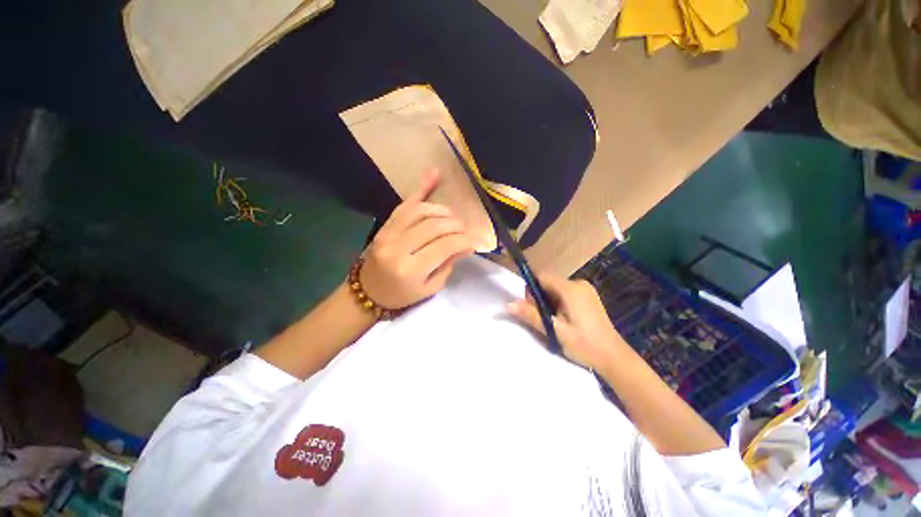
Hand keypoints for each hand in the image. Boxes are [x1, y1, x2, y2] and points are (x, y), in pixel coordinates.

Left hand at [360, 169, 475, 309]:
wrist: (368, 291)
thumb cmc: (402, 295)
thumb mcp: (430, 288)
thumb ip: (448, 264)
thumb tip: (467, 244)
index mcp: (411, 270)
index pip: (446, 246)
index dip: (465, 240)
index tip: (476, 240)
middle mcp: (398, 248)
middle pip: (435, 225)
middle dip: (457, 225)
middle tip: (466, 229)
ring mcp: (388, 233)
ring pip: (422, 210)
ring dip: (444, 210)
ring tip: (454, 218)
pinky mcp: (384, 225)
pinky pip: (405, 204)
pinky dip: (422, 189)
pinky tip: (434, 174)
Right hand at [508, 274, 630, 370]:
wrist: (614, 358)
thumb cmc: (584, 344)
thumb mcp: (554, 330)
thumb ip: (531, 315)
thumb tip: (509, 304)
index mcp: (571, 289)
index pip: (542, 276)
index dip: (531, 288)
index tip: (530, 306)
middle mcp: (578, 284)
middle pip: (548, 282)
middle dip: (540, 297)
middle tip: (542, 318)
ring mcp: (585, 290)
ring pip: (556, 288)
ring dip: (549, 301)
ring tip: (553, 321)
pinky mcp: (588, 297)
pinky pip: (565, 293)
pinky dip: (558, 303)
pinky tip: (563, 319)